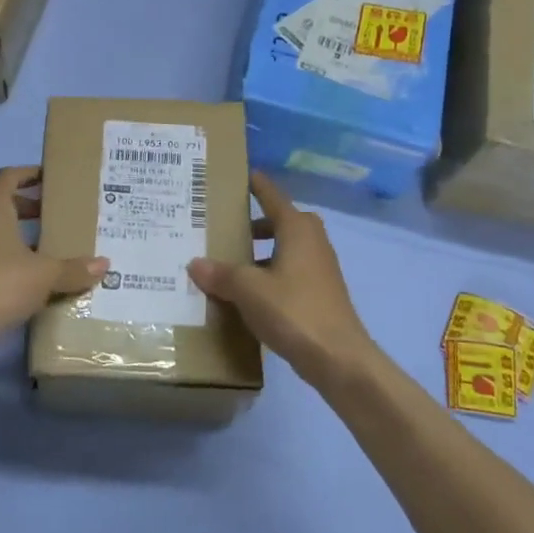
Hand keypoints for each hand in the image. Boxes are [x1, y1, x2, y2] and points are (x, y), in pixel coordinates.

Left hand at [0, 166, 106, 343]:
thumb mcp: (45, 276)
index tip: (48, 179)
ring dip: (6, 229)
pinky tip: (16, 274)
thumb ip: (73, 268)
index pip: (8, 176)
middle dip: (18, 203)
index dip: (28, 174)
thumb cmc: (1, 285)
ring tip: (35, 246)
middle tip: (44, 214)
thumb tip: (104, 264)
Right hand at [188, 172, 384, 392]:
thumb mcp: (248, 290)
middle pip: (281, 222)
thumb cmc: (293, 311)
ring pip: (286, 249)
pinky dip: (270, 274)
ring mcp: (320, 269)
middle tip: (225, 227)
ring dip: (262, 252)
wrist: (338, 358)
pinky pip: (289, 272)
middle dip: (255, 223)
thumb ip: (222, 274)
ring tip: (230, 263)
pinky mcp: (320, 293)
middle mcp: (312, 242)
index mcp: (297, 229)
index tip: (243, 174)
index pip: (273, 197)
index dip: (257, 185)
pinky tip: (249, 294)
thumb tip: (195, 263)